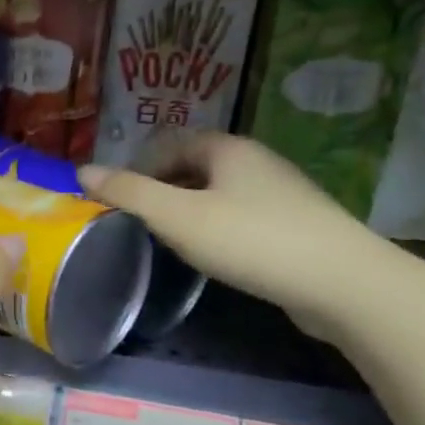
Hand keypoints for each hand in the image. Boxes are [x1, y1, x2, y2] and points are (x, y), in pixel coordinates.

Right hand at [77, 132, 395, 335]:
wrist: (342, 282)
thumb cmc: (250, 240)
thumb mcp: (177, 216)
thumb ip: (128, 193)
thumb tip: (82, 171)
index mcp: (227, 149)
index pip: (171, 143)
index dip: (139, 167)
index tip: (119, 200)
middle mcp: (256, 161)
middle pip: (195, 166)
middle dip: (162, 189)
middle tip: (139, 223)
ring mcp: (281, 193)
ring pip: (219, 193)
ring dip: (189, 210)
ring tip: (170, 241)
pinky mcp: (296, 225)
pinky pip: (242, 216)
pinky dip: (218, 228)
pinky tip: (215, 255)